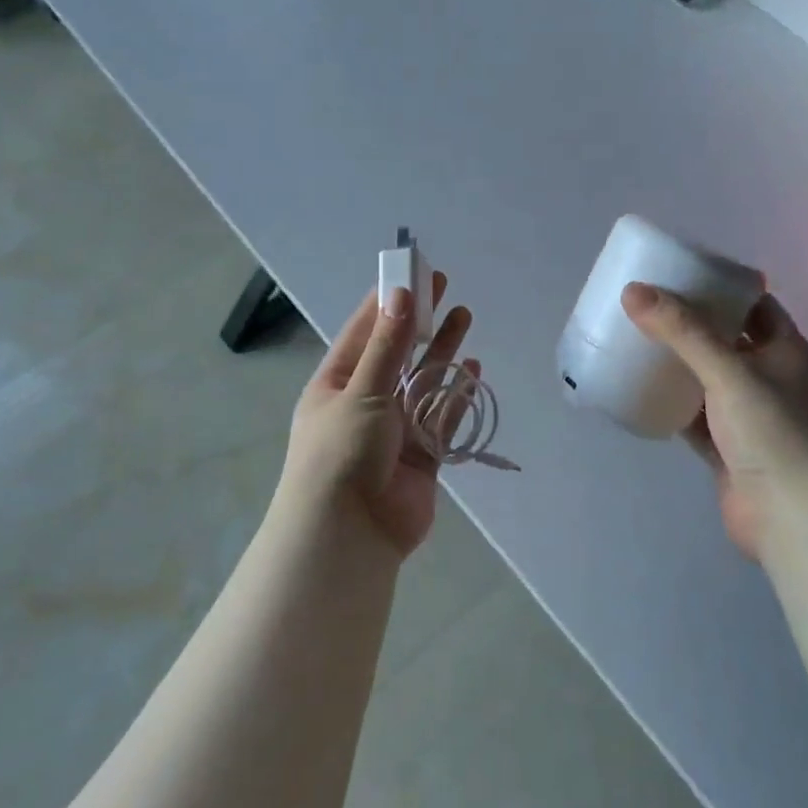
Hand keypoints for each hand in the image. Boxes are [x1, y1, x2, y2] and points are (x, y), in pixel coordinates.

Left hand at [276, 273, 475, 558]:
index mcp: (335, 384)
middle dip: (418, 321)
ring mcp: (394, 430)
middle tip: (443, 286)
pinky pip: (442, 417)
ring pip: (423, 382)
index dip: (387, 302)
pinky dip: (457, 394)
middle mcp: (363, 402)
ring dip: (441, 352)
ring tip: (464, 316)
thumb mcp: (361, 391)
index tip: (412, 274)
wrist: (350, 533)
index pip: (363, 332)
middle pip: (396, 353)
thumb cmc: (342, 453)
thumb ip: (387, 347)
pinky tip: (473, 369)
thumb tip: (399, 295)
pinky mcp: (422, 455)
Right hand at [622, 281, 807, 556]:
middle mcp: (768, 375)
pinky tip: (638, 391)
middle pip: (724, 338)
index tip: (677, 272)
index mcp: (783, 348)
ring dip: (676, 363)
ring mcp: (747, 414)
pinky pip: (692, 414)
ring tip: (632, 341)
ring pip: (705, 377)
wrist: (793, 516)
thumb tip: (632, 290)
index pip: (753, 302)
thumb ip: (682, 331)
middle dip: (688, 323)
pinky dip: (670, 403)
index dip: (720, 285)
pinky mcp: (726, 446)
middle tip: (643, 306)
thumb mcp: (728, 371)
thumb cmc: (773, 432)